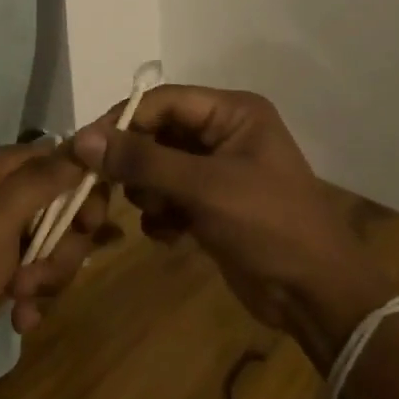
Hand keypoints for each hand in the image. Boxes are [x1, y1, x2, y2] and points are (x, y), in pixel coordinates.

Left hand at [0, 142, 109, 363]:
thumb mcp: (0, 218)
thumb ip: (44, 179)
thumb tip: (89, 140)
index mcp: (8, 168)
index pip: (72, 162)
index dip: (88, 194)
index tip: (87, 227)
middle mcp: (11, 191)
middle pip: (71, 210)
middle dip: (65, 249)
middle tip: (38, 274)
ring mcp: (8, 229)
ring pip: (60, 246)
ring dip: (48, 278)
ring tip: (19, 297)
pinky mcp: (5, 263)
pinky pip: (42, 272)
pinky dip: (35, 296)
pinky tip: (20, 316)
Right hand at [70, 86, 393, 346]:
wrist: (316, 297)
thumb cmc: (267, 226)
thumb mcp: (204, 188)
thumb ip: (142, 161)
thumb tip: (82, 139)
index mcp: (232, 112)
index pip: (163, 100)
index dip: (124, 121)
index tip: (87, 148)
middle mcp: (224, 132)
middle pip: (158, 133)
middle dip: (136, 163)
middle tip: (107, 188)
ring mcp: (218, 170)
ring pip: (158, 166)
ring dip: (148, 192)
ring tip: (159, 215)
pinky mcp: (212, 204)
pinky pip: (168, 195)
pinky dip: (162, 213)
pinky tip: (171, 235)